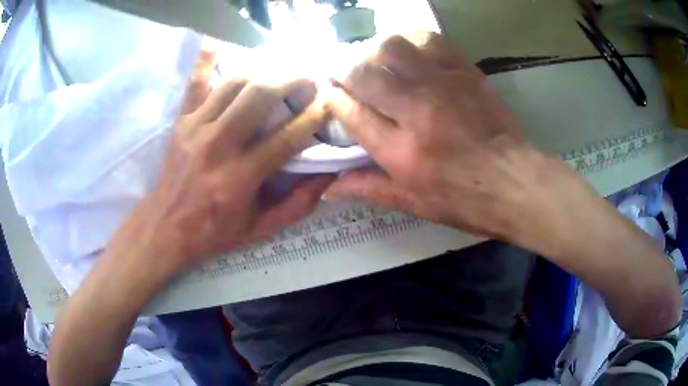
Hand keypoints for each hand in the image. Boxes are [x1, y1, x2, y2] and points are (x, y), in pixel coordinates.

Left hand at [113, 47, 332, 274]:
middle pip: (259, 97)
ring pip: (233, 84)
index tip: (326, 106)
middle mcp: (218, 147)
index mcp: (239, 179)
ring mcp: (195, 129)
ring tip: (280, 69)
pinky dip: (207, 60)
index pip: (285, 139)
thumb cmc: (212, 232)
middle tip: (308, 78)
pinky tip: (220, 44)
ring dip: (262, 70)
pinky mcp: (181, 122)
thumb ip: (295, 206)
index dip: (311, 118)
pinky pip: (195, 83)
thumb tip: (327, 177)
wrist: (164, 228)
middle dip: (290, 81)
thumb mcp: (258, 230)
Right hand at [326, 33, 680, 337]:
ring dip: (373, 49)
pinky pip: (429, 40)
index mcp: (401, 152)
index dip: (332, 98)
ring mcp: (443, 86)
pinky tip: (406, 50)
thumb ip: (369, 188)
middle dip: (342, 67)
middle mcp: (417, 112)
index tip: (328, 93)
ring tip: (373, 59)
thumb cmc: (466, 201)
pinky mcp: (465, 72)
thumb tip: (329, 186)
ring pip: (392, 47)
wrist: (517, 183)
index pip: (350, 112)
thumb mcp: (414, 203)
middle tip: (341, 71)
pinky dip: (410, 39)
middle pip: (364, 72)